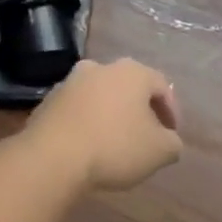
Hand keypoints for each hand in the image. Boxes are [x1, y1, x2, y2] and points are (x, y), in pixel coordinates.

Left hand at [25, 58, 182, 191]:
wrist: (52, 155)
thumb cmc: (114, 146)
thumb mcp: (159, 151)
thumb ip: (172, 143)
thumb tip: (169, 140)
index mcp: (131, 72)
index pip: (162, 86)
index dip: (172, 111)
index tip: (172, 135)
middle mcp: (100, 67)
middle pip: (129, 87)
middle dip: (140, 110)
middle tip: (146, 136)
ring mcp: (71, 81)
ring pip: (101, 96)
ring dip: (111, 114)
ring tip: (116, 143)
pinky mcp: (49, 99)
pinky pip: (78, 109)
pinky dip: (88, 122)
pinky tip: (90, 145)